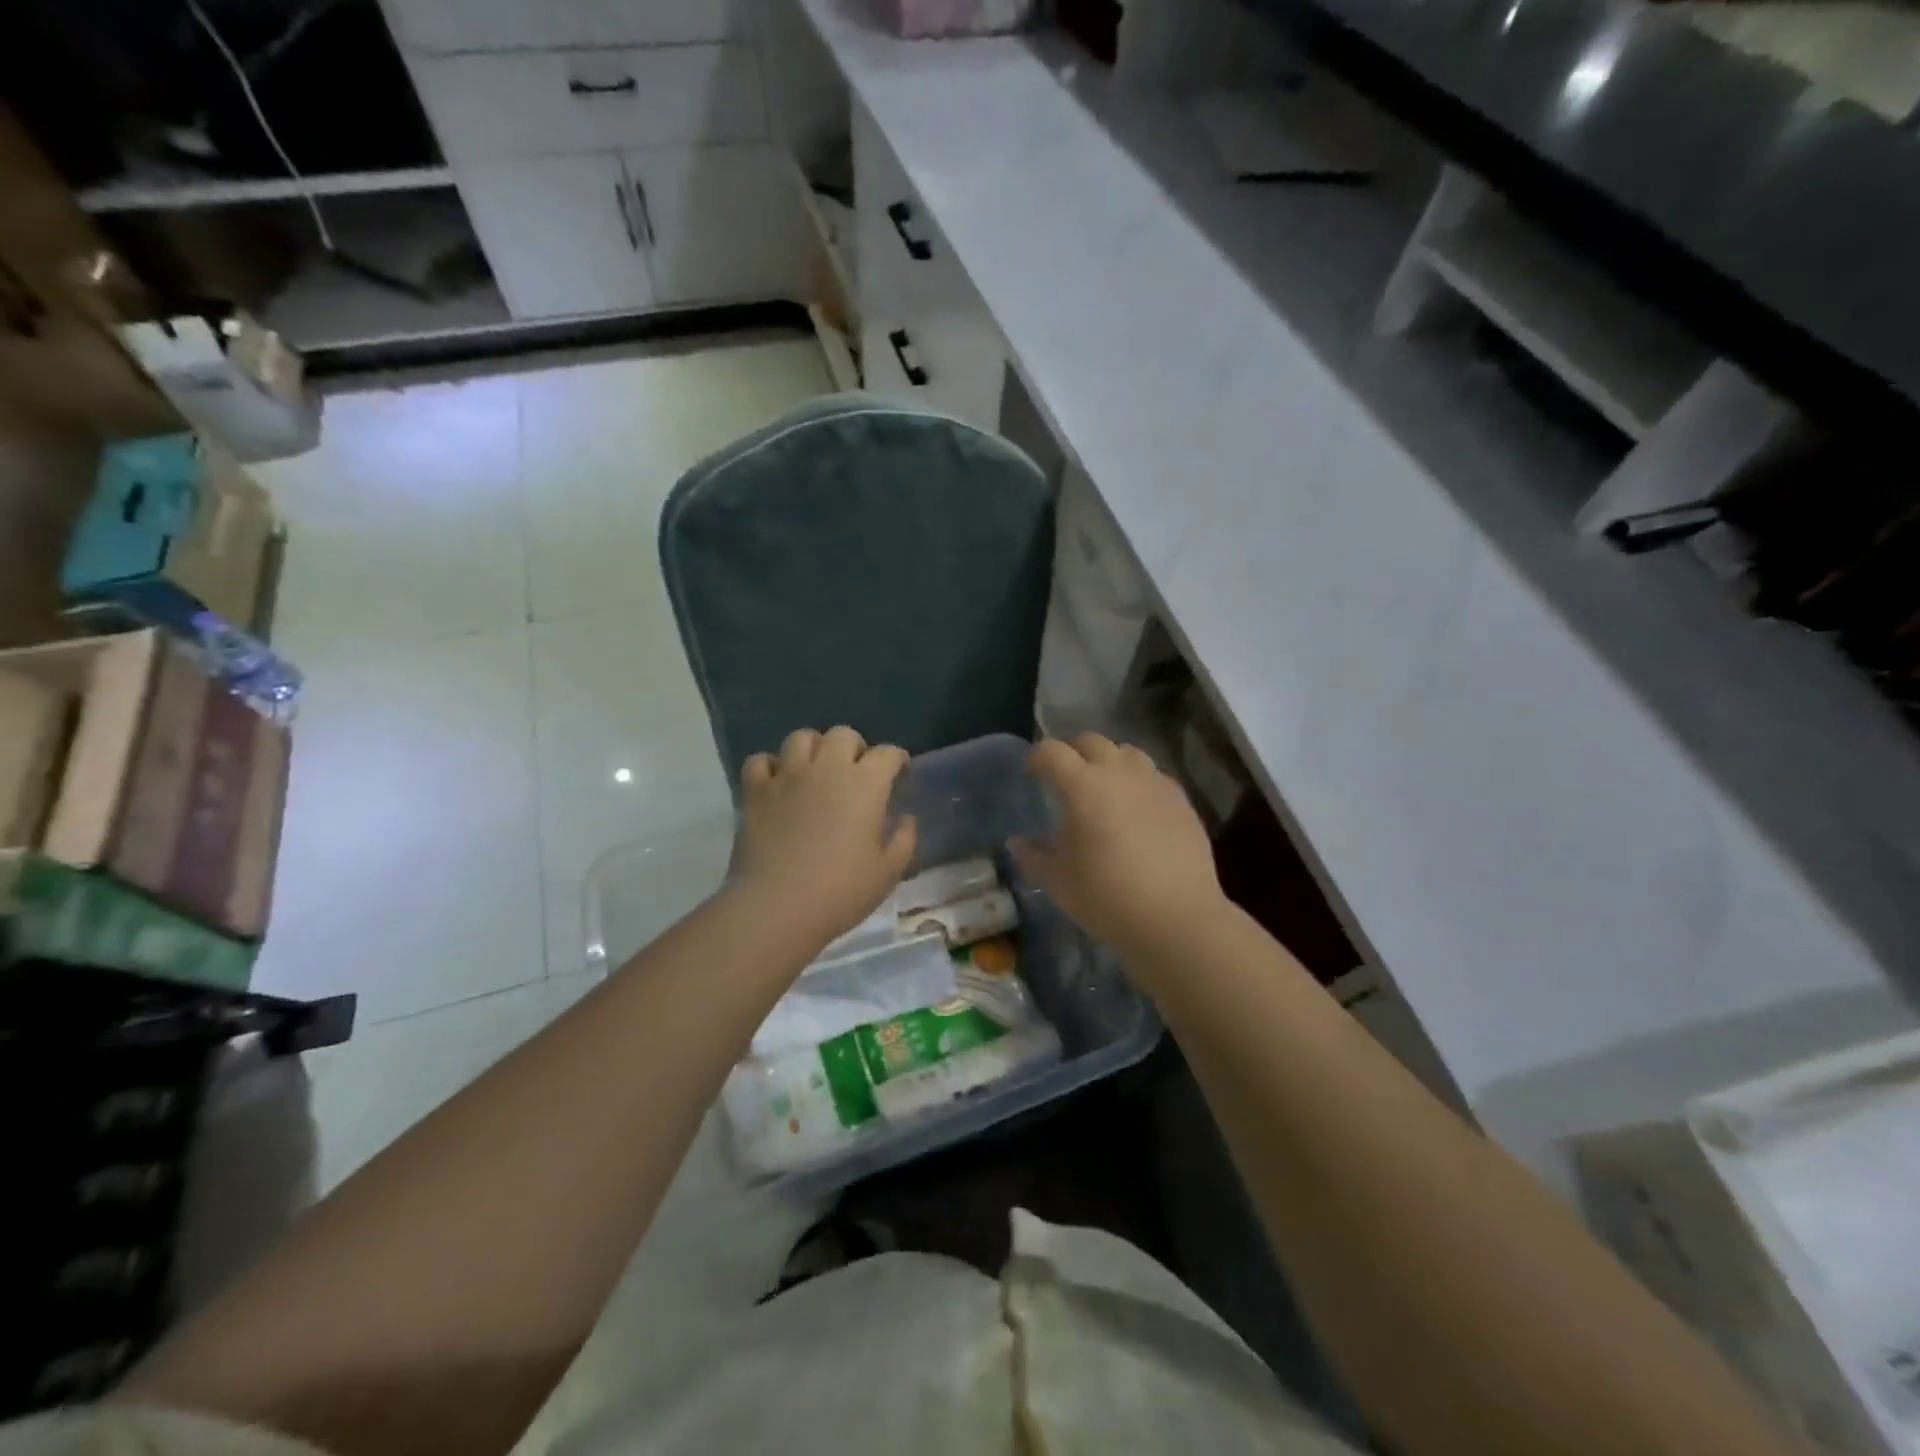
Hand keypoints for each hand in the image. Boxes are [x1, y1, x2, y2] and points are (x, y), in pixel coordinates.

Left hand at [735, 727, 916, 950]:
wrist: (777, 907)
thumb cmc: (840, 892)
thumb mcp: (888, 872)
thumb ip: (903, 840)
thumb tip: (905, 819)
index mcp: (865, 784)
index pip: (888, 753)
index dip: (897, 760)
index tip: (899, 775)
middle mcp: (827, 769)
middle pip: (843, 734)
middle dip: (855, 747)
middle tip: (856, 772)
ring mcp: (787, 776)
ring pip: (801, 737)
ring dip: (813, 748)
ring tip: (816, 770)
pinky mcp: (755, 791)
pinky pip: (760, 761)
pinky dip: (770, 767)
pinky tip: (777, 784)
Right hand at [1013, 734, 1227, 956]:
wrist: (1176, 918)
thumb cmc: (1107, 897)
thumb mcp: (1059, 881)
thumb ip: (1034, 856)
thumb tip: (1016, 843)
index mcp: (1083, 786)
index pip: (1052, 751)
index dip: (1037, 757)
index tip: (1032, 773)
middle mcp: (1119, 773)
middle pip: (1091, 741)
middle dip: (1073, 752)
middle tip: (1065, 777)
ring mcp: (1155, 783)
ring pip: (1127, 753)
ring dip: (1109, 761)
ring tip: (1104, 787)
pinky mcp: (1181, 800)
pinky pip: (1154, 776)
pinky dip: (1138, 781)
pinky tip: (1136, 808)